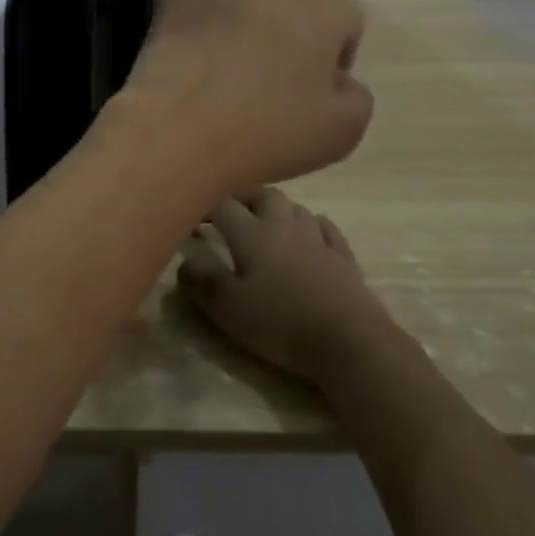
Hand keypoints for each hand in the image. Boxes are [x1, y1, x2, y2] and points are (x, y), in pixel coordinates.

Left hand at [114, 0, 372, 199]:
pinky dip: (190, 6)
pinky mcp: (174, 6)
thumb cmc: (270, 135)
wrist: (182, 136)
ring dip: (243, 29)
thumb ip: (355, 95)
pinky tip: (186, 24)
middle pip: (293, 7)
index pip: (347, 19)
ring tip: (225, 77)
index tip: (316, 94)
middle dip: (290, 39)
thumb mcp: (344, 131)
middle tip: (272, 90)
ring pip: (243, 4)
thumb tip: (337, 80)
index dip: (338, 56)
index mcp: (323, 12)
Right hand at [179, 189, 393, 385]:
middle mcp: (284, 225)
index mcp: (252, 234)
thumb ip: (202, 280)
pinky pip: (325, 227)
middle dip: (243, 198)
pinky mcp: (343, 256)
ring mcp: (317, 238)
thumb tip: (186, 260)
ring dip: (276, 209)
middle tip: (229, 212)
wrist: (348, 340)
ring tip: (265, 223)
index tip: (190, 217)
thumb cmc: (280, 323)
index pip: (222, 205)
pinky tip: (310, 233)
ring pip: (294, 207)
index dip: (204, 206)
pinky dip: (312, 225)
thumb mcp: (228, 308)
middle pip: (262, 195)